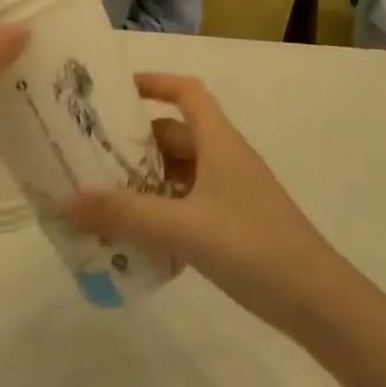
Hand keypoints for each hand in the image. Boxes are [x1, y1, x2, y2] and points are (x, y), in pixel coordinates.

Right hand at [59, 73, 335, 330]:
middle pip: (174, 135)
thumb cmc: (253, 247)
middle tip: (90, 153)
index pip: (186, 92)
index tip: (113, 91)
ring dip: (145, 181)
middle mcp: (225, 159)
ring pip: (179, 173)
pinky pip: (188, 205)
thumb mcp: (183, 228)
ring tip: (103, 197)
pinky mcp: (235, 225)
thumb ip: (124, 215)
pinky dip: (162, 212)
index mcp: (218, 142)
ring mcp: (232, 193)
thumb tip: (65, 199)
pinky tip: (136, 238)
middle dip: (134, 141)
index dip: (153, 82)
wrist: (321, 304)